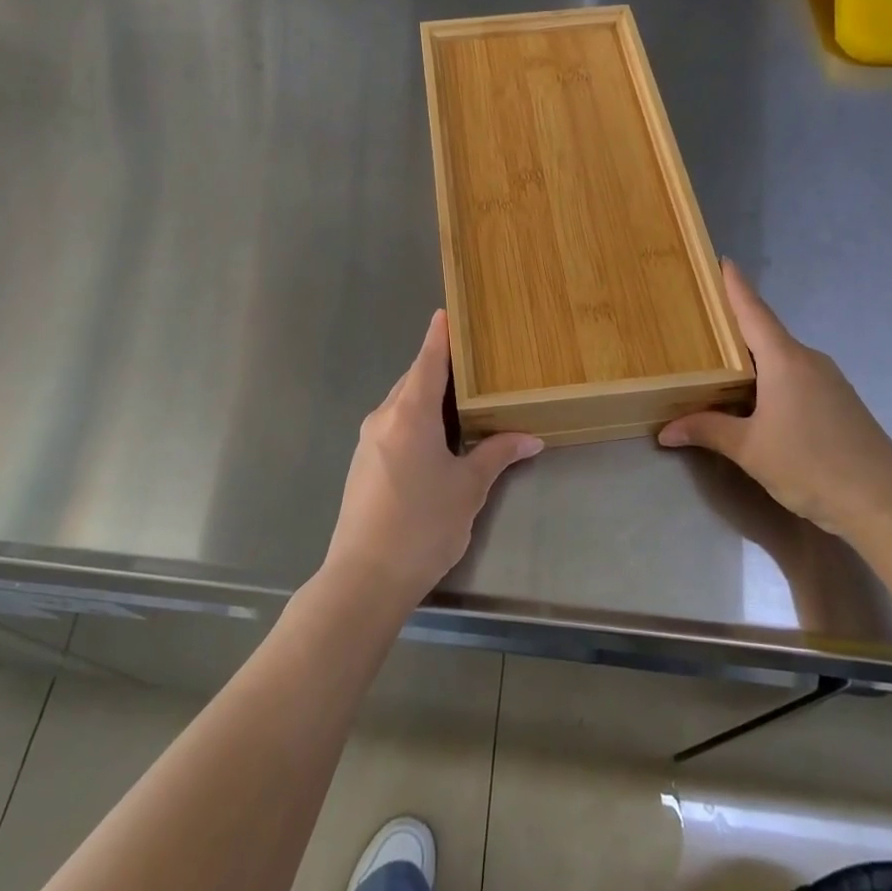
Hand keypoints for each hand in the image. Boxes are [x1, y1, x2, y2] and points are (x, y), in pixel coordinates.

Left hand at [324, 310, 541, 607]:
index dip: (439, 337)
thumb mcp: (468, 488)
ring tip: (458, 397)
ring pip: (401, 404)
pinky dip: (414, 418)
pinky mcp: (362, 464)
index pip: (427, 362)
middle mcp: (383, 418)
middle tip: (469, 359)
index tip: (446, 313)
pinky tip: (434, 436)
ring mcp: (368, 441)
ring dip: (426, 396)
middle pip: (413, 380)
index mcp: (410, 414)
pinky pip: (392, 426)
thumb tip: (530, 438)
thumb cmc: (422, 525)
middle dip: (438, 367)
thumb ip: (497, 455)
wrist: (364, 577)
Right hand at [658, 262, 891, 542]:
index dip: (736, 286)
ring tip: (719, 363)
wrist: (884, 504)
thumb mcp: (749, 449)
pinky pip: (796, 377)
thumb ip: (707, 431)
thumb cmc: (810, 465)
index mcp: (785, 360)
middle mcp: (808, 361)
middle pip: (765, 333)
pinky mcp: (840, 402)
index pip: (754, 312)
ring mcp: (829, 381)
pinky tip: (755, 399)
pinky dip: (770, 378)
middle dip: (735, 326)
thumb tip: (665, 430)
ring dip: (752, 358)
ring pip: (781, 358)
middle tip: (700, 321)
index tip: (723, 260)